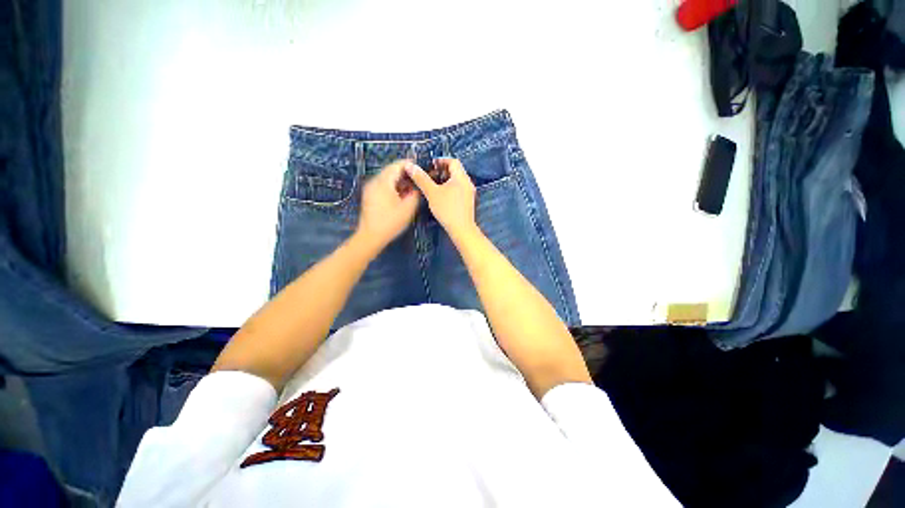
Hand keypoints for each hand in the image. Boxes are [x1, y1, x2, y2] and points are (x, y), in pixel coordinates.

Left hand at [354, 160, 419, 254]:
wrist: (371, 236)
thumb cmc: (391, 222)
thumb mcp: (408, 208)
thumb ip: (415, 194)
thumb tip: (417, 187)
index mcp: (384, 182)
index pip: (397, 165)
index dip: (410, 165)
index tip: (421, 168)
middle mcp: (375, 181)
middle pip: (391, 170)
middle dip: (405, 173)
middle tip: (418, 179)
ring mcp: (370, 188)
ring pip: (387, 178)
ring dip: (399, 180)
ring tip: (412, 187)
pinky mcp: (369, 195)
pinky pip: (383, 185)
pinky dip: (393, 186)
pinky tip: (401, 195)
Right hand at [404, 158, 476, 241]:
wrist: (461, 229)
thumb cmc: (447, 209)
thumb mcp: (432, 193)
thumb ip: (421, 178)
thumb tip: (410, 166)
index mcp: (461, 177)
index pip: (453, 161)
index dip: (441, 160)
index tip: (431, 165)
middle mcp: (468, 183)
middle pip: (456, 170)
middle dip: (442, 170)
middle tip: (431, 175)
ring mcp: (469, 193)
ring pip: (457, 181)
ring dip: (446, 180)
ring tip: (434, 185)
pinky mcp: (468, 202)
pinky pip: (459, 189)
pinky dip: (450, 188)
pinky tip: (442, 196)